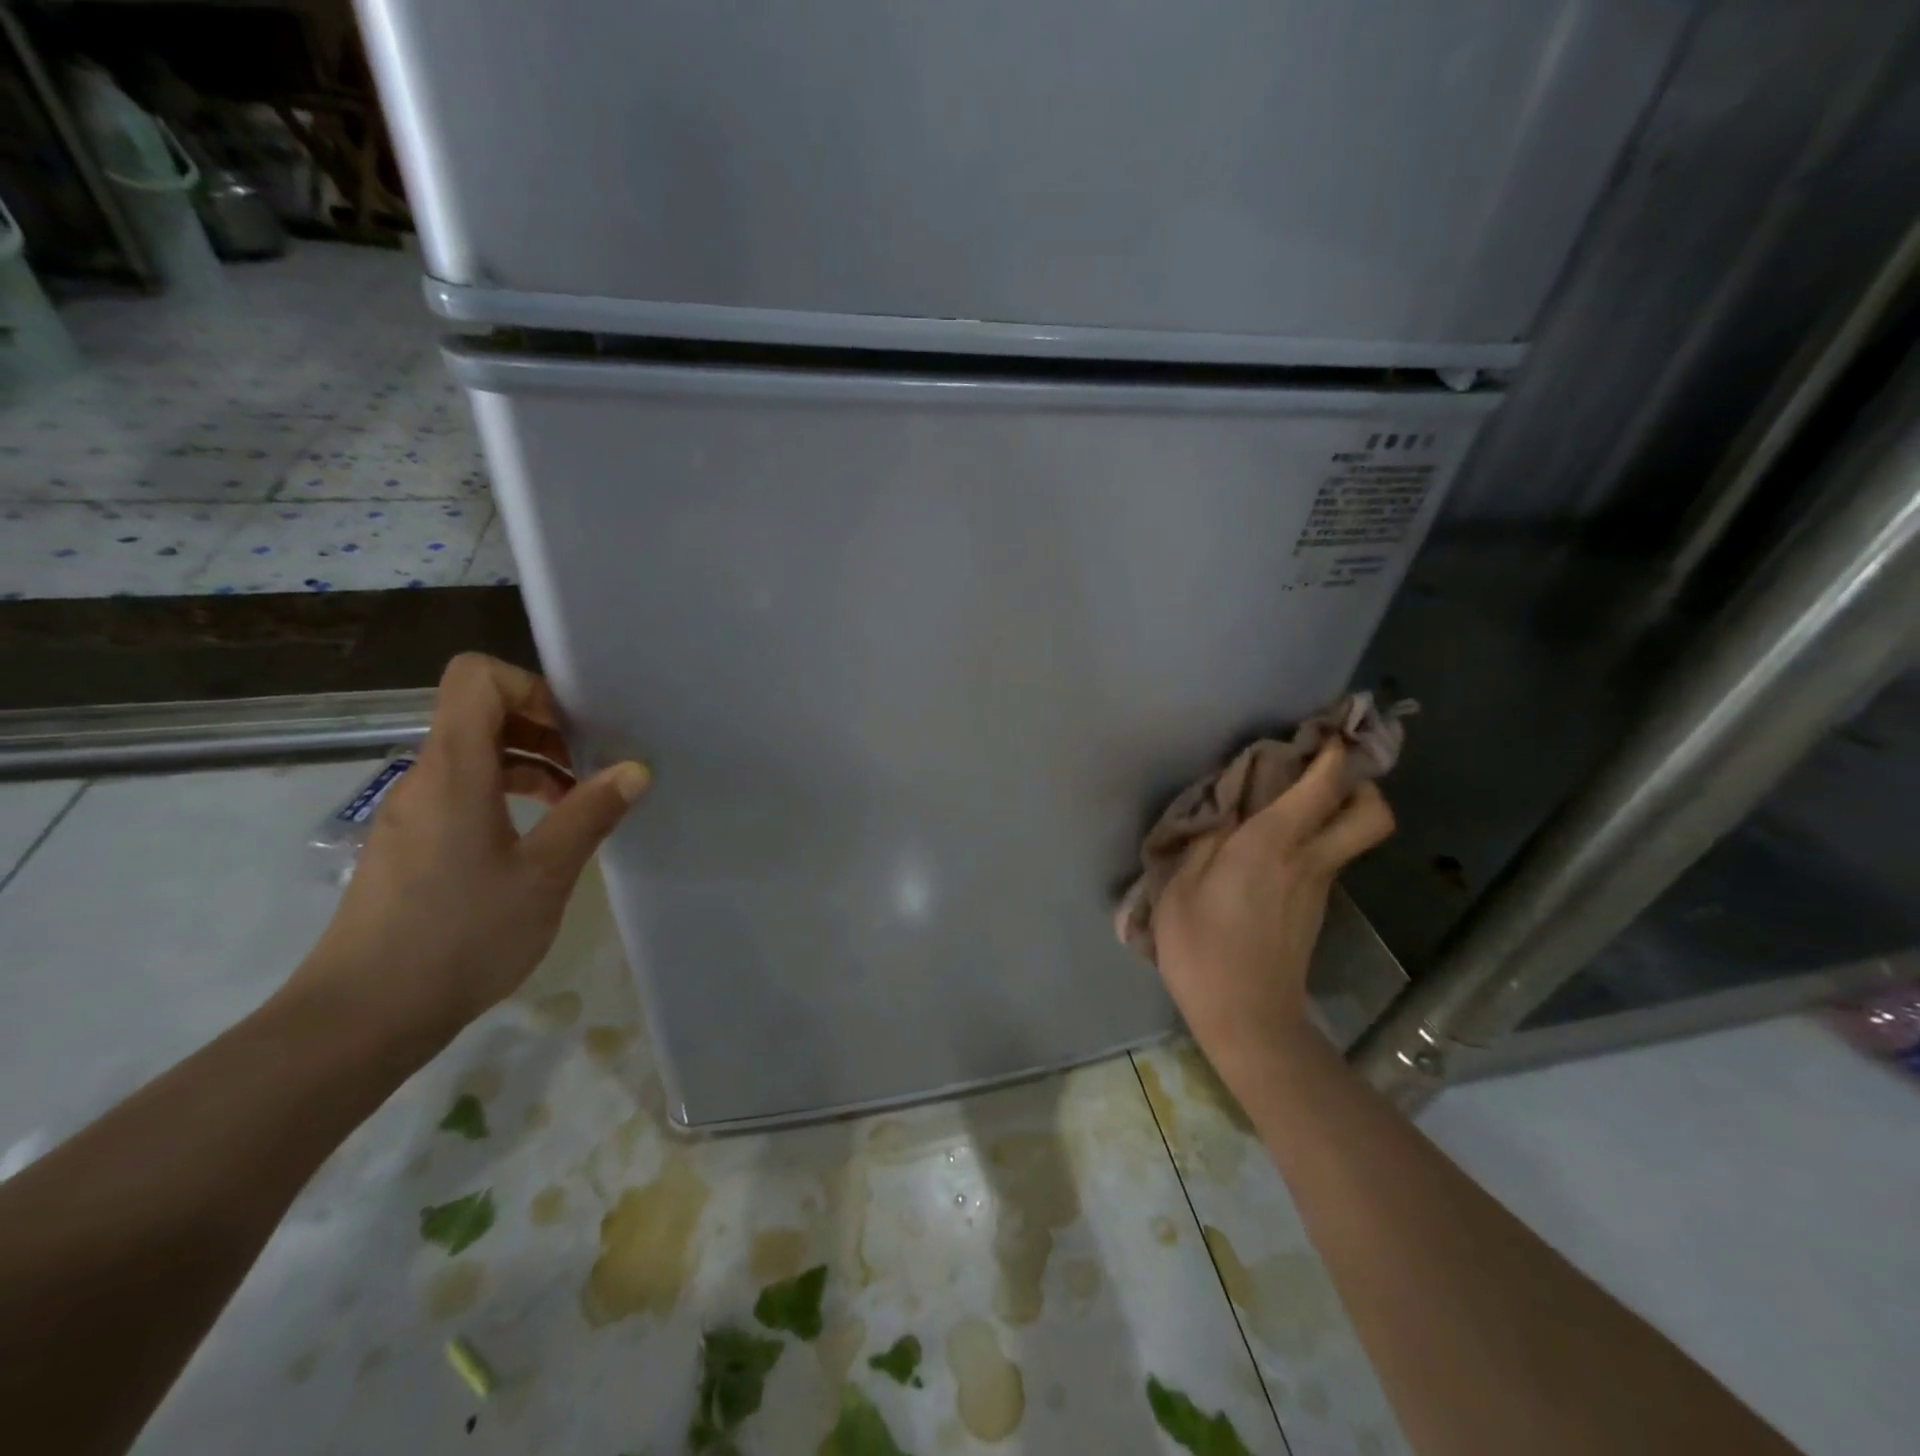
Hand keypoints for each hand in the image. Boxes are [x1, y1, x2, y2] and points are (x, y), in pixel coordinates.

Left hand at [287, 654, 648, 1051]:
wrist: (361, 1017)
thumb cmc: (460, 937)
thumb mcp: (543, 875)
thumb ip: (589, 813)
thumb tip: (635, 769)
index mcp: (454, 770)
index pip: (477, 678)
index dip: (531, 687)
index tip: (575, 731)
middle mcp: (425, 778)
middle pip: (479, 712)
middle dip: (543, 727)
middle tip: (591, 768)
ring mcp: (412, 812)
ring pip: (474, 755)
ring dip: (530, 763)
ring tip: (575, 802)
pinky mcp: (411, 844)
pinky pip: (462, 791)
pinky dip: (506, 794)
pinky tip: (539, 837)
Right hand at [1152, 742, 1394, 1079]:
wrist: (1248, 1019)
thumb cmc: (1203, 949)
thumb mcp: (1181, 888)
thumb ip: (1203, 842)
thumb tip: (1225, 814)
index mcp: (1274, 845)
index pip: (1323, 787)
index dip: (1333, 754)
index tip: (1325, 733)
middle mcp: (1309, 860)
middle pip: (1371, 815)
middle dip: (1361, 786)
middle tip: (1323, 775)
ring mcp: (1318, 888)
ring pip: (1347, 837)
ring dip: (1332, 814)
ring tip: (1282, 808)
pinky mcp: (1314, 911)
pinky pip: (1324, 861)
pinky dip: (1310, 845)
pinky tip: (1266, 854)